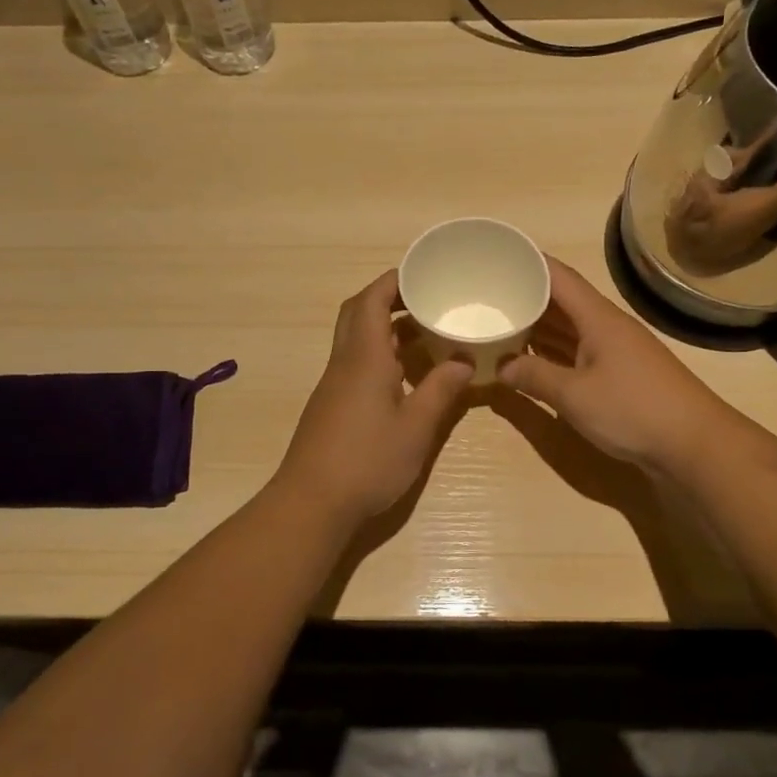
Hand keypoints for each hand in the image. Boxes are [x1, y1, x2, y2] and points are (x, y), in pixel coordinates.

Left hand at [274, 271, 472, 526]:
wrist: (312, 502)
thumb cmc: (367, 461)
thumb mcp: (415, 427)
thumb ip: (441, 390)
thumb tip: (464, 360)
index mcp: (364, 357)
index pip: (372, 300)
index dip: (394, 281)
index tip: (423, 273)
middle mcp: (344, 362)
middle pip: (359, 312)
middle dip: (389, 298)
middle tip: (425, 300)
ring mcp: (334, 384)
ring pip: (357, 338)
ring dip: (386, 328)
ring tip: (427, 333)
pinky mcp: (332, 404)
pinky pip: (356, 362)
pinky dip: (381, 354)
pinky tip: (407, 374)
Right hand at [498, 256, 727, 469]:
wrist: (694, 444)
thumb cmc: (633, 409)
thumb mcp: (575, 395)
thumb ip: (535, 377)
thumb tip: (502, 366)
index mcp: (598, 318)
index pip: (559, 277)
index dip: (529, 262)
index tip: (498, 256)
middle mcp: (607, 327)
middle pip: (563, 301)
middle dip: (527, 295)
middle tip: (489, 294)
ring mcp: (616, 351)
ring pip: (570, 328)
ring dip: (539, 325)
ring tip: (501, 322)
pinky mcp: (620, 375)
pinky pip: (579, 351)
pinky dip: (554, 351)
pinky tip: (533, 359)